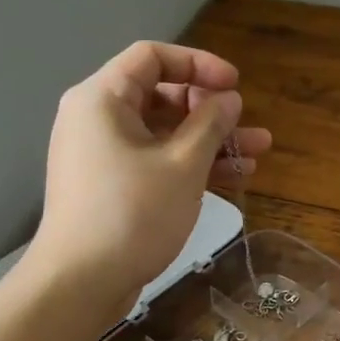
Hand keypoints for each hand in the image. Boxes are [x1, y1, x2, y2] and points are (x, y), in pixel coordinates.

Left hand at [28, 41, 272, 306]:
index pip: (152, 57)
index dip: (199, 64)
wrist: (80, 283)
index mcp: (103, 98)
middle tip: (245, 125)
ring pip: (164, 133)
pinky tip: (234, 176)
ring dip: (210, 141)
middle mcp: (98, 118)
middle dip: (210, 109)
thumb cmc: (132, 213)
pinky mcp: (112, 185)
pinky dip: (190, 164)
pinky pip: (155, 160)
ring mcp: (103, 154)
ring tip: (258, 153)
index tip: (234, 85)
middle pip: (161, 95)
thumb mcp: (182, 165)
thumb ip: (210, 124)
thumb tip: (228, 99)